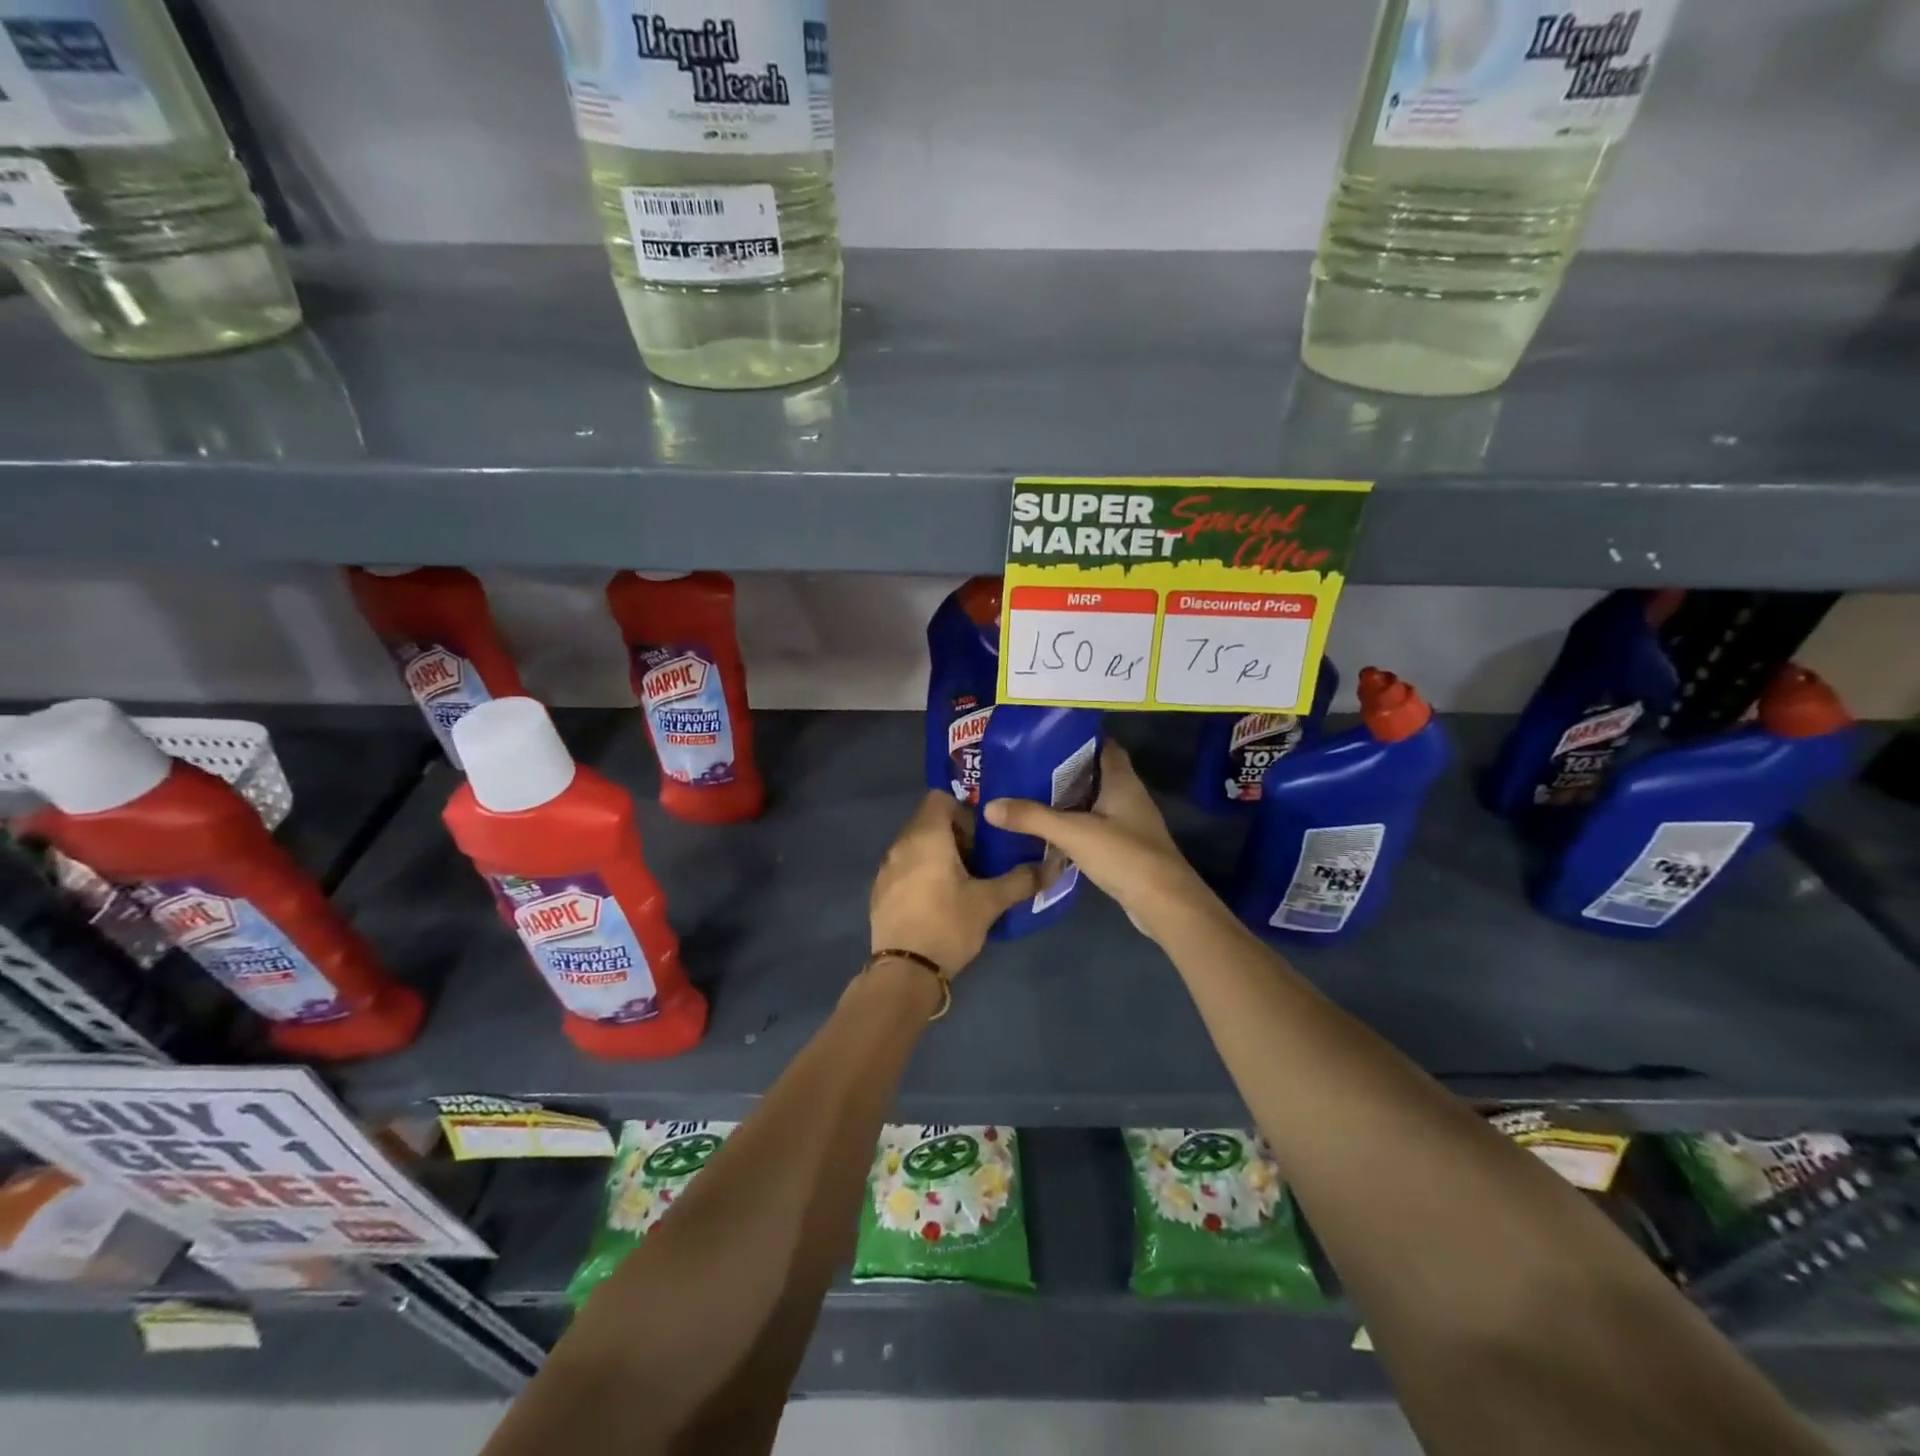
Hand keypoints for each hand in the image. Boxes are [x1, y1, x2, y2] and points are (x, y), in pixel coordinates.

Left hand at [869, 792, 1042, 976]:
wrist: (905, 970)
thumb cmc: (948, 925)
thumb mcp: (990, 902)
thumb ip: (1021, 880)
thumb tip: (1051, 866)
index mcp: (926, 836)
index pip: (939, 798)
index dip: (963, 810)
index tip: (982, 835)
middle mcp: (900, 844)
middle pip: (928, 821)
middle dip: (955, 834)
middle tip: (980, 859)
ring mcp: (885, 867)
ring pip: (915, 845)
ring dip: (938, 854)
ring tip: (962, 880)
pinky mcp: (879, 890)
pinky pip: (903, 866)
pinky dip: (921, 872)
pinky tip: (938, 900)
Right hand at [983, 742, 1209, 942]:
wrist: (1164, 903)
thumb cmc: (1124, 856)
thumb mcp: (1073, 833)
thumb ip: (1033, 817)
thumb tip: (990, 806)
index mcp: (1122, 781)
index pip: (1103, 746)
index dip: (1078, 739)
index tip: (1046, 738)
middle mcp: (1129, 796)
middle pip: (1095, 773)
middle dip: (1065, 770)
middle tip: (1027, 768)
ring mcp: (1130, 823)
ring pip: (1095, 802)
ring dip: (1069, 800)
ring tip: (1031, 796)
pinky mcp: (1126, 848)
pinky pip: (1096, 827)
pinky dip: (1076, 825)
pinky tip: (1051, 832)